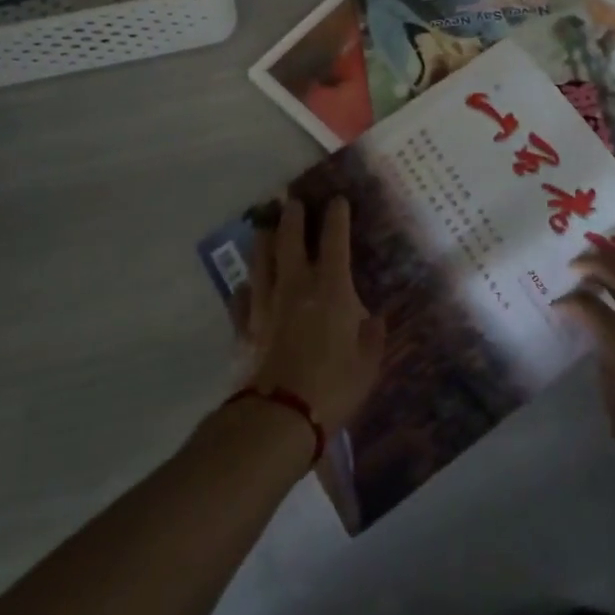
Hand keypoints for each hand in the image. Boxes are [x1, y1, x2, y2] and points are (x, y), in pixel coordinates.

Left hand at [243, 196, 384, 435]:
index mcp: (331, 287)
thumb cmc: (333, 387)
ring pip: (261, 258)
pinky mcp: (244, 325)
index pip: (334, 239)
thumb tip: (373, 319)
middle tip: (291, 199)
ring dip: (263, 238)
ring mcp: (265, 302)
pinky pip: (241, 297)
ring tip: (264, 226)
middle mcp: (296, 284)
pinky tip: (246, 286)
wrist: (279, 415)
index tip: (336, 199)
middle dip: (292, 214)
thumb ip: (372, 337)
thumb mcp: (367, 364)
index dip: (336, 215)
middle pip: (289, 237)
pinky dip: (246, 288)